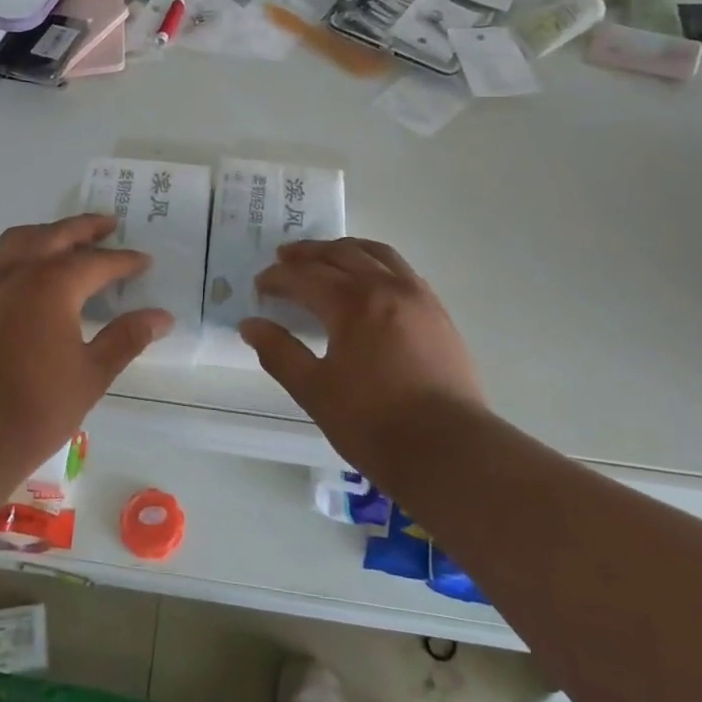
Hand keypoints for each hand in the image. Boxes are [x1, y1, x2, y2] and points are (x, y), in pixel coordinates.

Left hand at [0, 214, 172, 463]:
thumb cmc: (38, 406)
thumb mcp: (92, 374)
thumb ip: (126, 338)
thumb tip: (161, 317)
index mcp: (52, 286)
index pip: (96, 262)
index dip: (123, 261)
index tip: (145, 261)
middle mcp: (19, 275)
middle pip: (55, 235)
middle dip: (85, 228)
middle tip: (110, 224)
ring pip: (20, 240)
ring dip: (48, 232)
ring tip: (68, 238)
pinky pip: (1, 261)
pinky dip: (23, 252)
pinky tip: (34, 274)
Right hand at [239, 238, 484, 470]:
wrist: (450, 452)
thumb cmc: (374, 424)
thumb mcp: (314, 391)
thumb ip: (279, 353)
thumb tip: (251, 325)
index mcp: (353, 303)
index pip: (306, 276)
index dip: (278, 278)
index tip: (260, 286)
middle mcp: (386, 288)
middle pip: (341, 254)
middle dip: (308, 254)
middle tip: (284, 258)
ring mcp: (418, 297)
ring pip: (377, 253)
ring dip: (345, 249)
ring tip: (326, 256)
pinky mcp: (438, 313)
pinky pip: (401, 270)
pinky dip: (376, 262)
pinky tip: (369, 280)